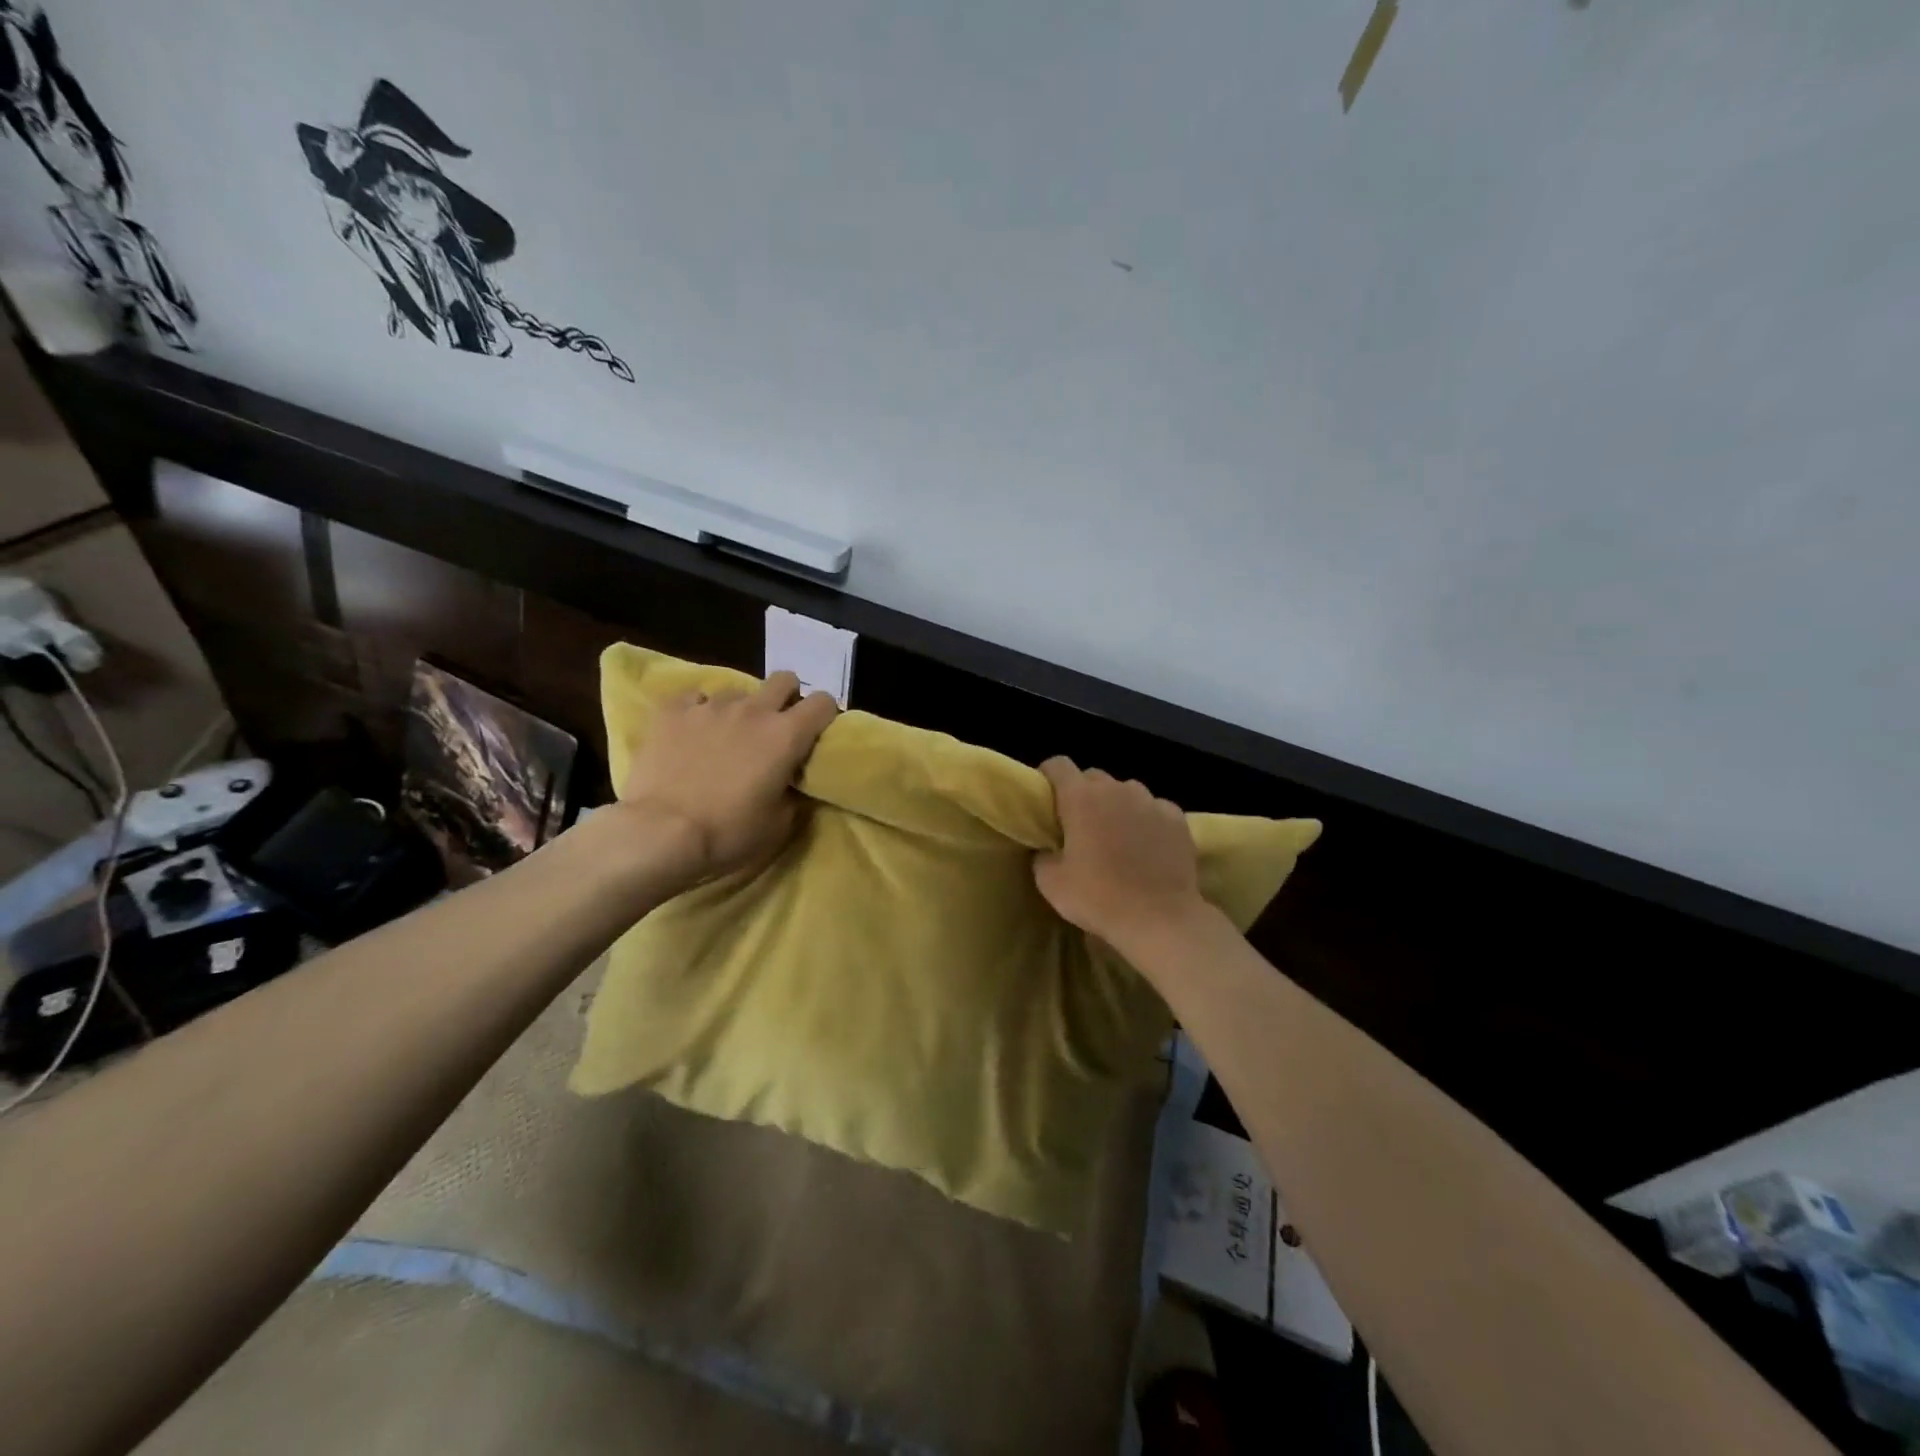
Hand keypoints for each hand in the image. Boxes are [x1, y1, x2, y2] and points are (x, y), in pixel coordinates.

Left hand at [617, 671, 838, 891]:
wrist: (661, 833)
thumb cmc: (728, 833)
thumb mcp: (778, 824)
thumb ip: (793, 794)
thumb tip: (792, 783)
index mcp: (786, 735)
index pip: (823, 702)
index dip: (824, 714)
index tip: (815, 733)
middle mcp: (753, 710)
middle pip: (784, 680)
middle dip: (786, 697)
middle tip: (776, 726)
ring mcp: (710, 707)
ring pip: (737, 692)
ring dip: (740, 710)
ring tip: (726, 736)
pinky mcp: (672, 712)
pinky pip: (694, 698)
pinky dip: (699, 712)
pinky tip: (692, 733)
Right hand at [1033, 757, 1207, 958]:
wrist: (1161, 920)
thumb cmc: (1099, 899)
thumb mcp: (1051, 883)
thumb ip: (1043, 855)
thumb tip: (1048, 849)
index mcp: (1081, 798)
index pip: (1058, 765)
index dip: (1048, 776)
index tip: (1046, 798)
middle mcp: (1117, 789)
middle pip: (1093, 777)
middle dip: (1083, 794)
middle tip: (1080, 826)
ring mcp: (1151, 801)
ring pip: (1126, 791)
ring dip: (1116, 806)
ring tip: (1117, 836)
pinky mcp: (1177, 817)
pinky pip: (1154, 808)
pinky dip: (1146, 820)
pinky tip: (1147, 846)